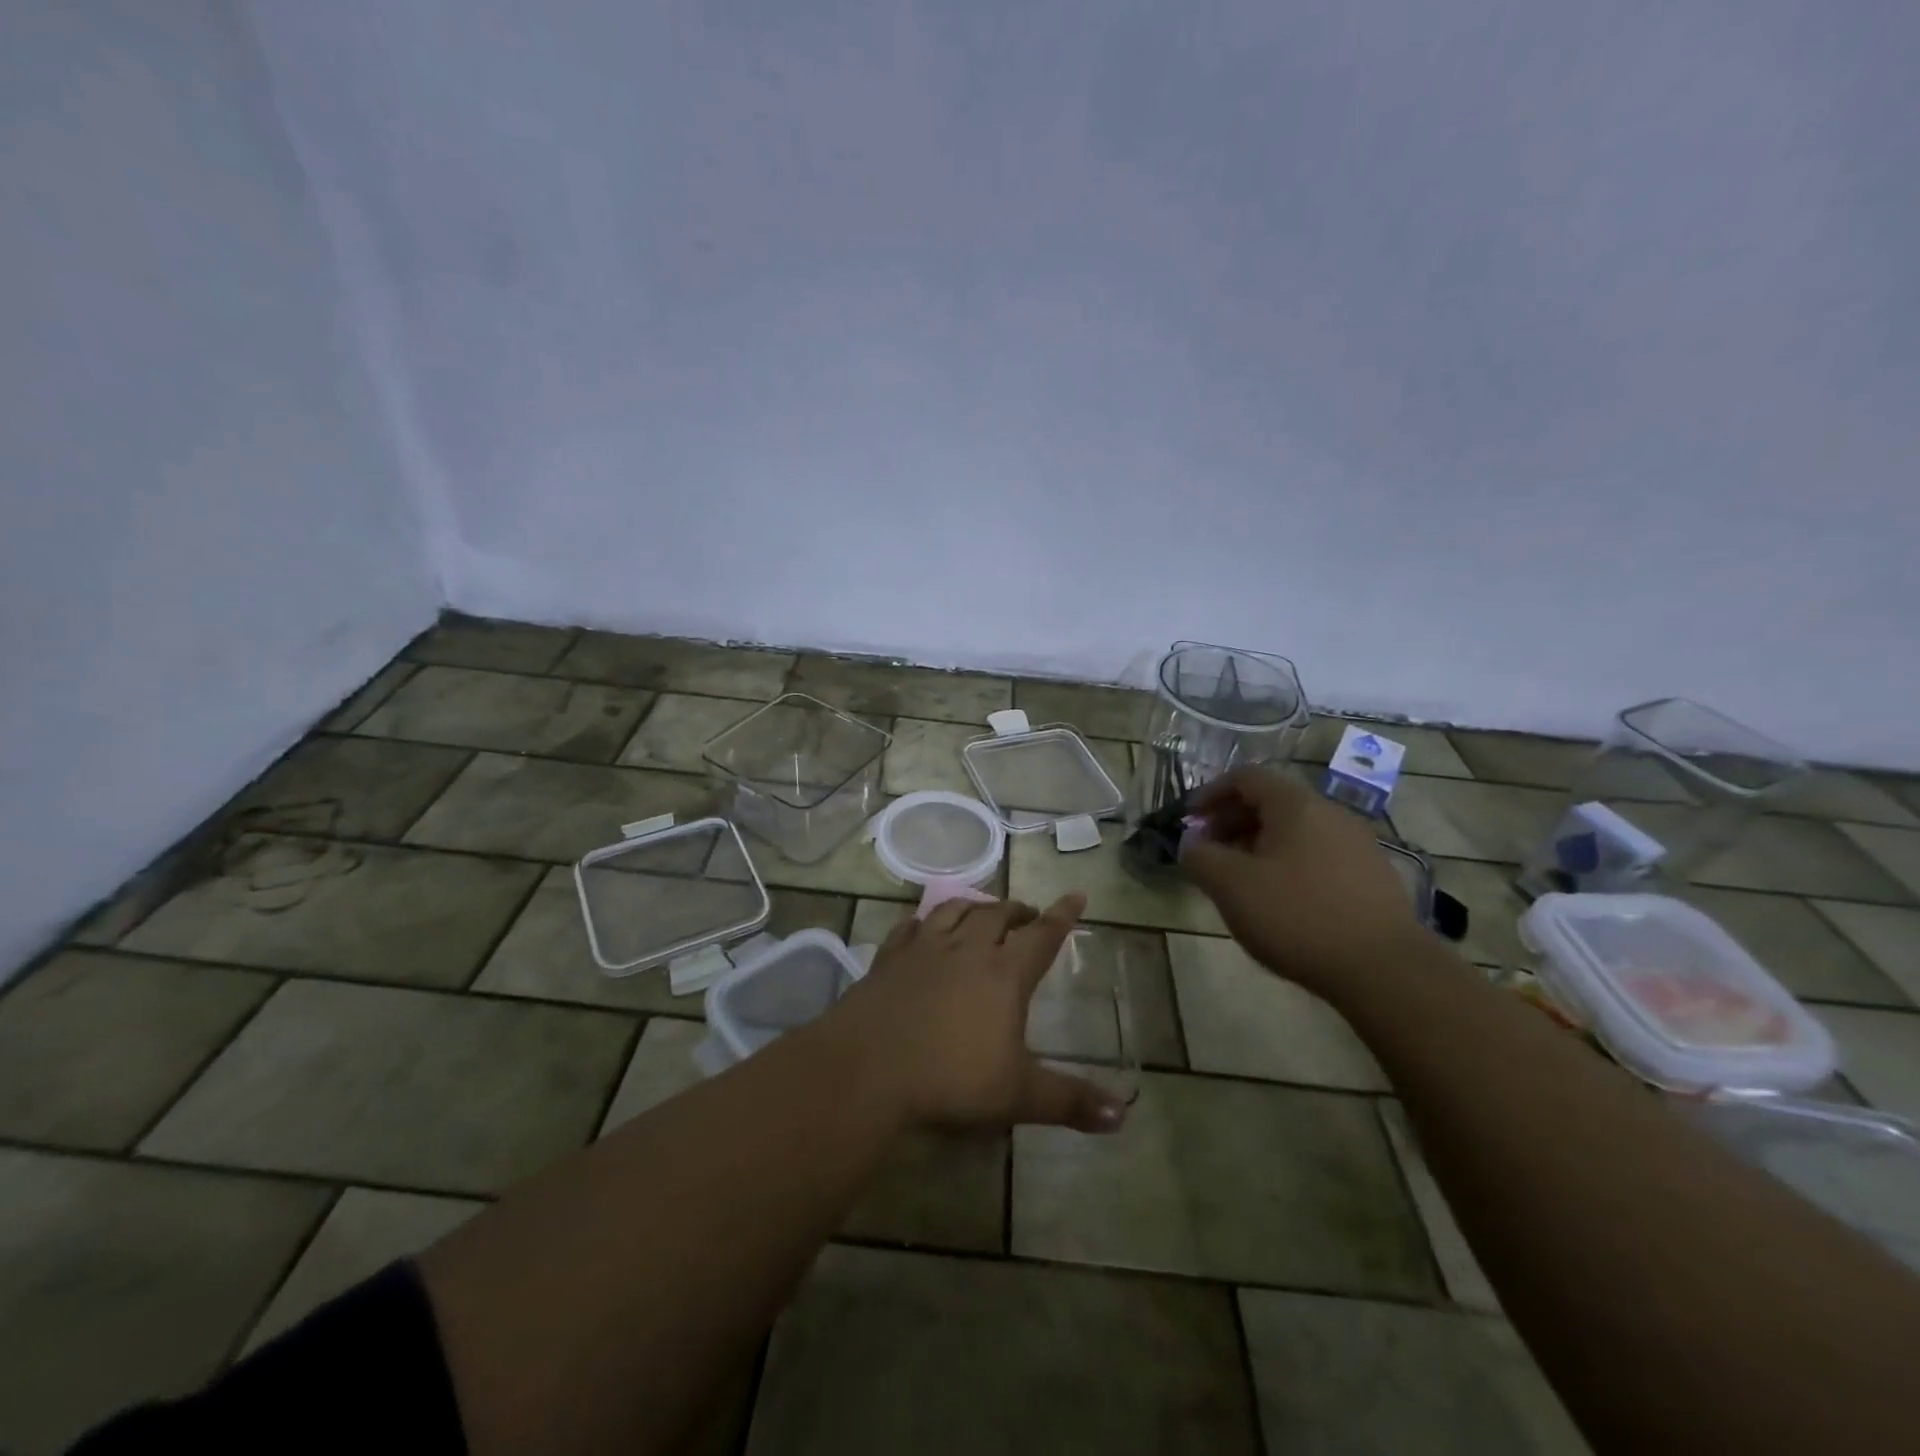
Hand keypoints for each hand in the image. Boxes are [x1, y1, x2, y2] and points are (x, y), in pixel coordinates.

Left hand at [823, 895, 1128, 1134]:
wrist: (869, 1066)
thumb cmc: (950, 1078)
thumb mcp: (1017, 1096)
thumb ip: (1069, 1102)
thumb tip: (1123, 1117)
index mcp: (1004, 974)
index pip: (1042, 936)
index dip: (1063, 915)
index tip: (1077, 894)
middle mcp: (967, 949)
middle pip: (998, 915)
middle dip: (1018, 911)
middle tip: (1028, 915)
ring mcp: (924, 948)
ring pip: (956, 910)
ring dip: (975, 907)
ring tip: (983, 911)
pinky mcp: (890, 957)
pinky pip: (911, 926)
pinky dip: (924, 920)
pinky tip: (923, 925)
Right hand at [1180, 767, 1427, 1000]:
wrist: (1386, 970)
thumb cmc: (1298, 916)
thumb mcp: (1231, 886)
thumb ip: (1200, 857)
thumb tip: (1192, 843)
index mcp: (1296, 805)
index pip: (1247, 777)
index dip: (1211, 792)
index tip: (1189, 820)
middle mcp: (1331, 813)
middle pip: (1272, 801)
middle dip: (1232, 821)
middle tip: (1208, 851)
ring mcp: (1357, 844)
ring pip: (1295, 830)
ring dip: (1258, 844)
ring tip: (1239, 879)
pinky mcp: (1372, 876)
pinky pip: (1317, 854)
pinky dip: (1287, 863)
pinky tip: (1279, 900)